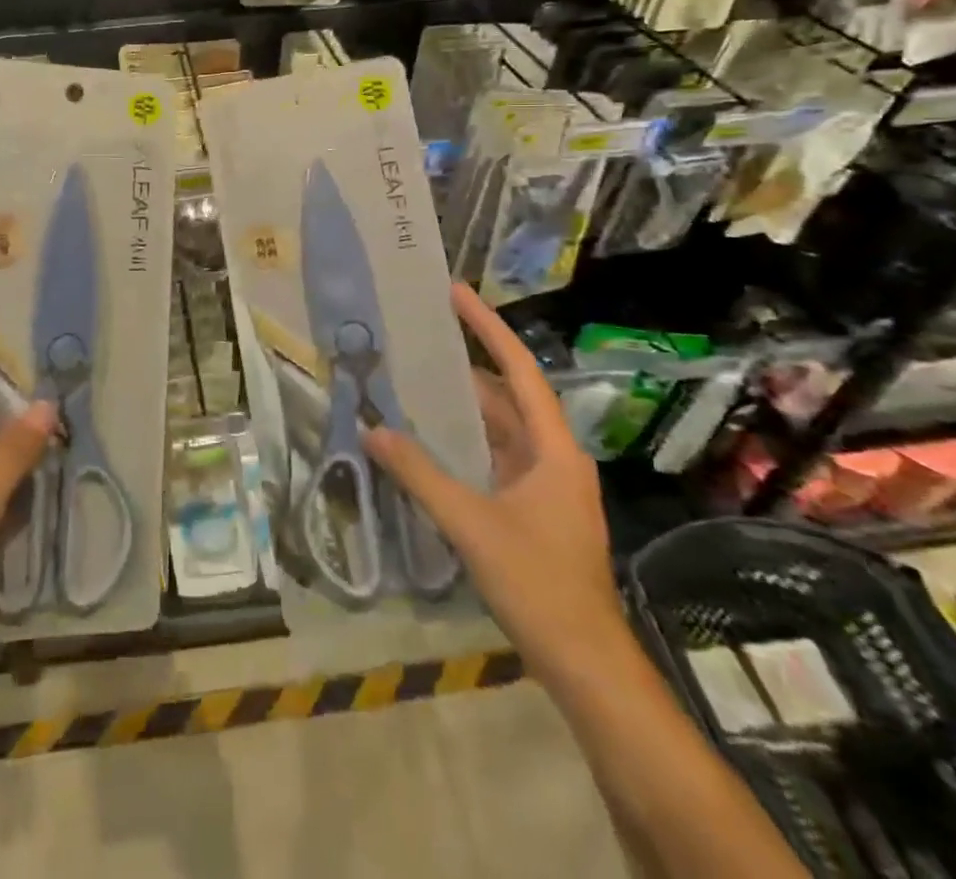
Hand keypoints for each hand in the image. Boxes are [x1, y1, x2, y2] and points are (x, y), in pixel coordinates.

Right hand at [365, 283, 624, 682]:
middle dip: (464, 364)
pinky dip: (461, 441)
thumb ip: (419, 474)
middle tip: (418, 336)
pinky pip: (491, 457)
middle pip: (505, 396)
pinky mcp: (531, 508)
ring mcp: (543, 484)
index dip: (487, 328)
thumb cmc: (538, 584)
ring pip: (496, 429)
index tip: (456, 293)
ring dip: (459, 406)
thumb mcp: (471, 524)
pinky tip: (425, 438)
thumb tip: (371, 430)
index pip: (519, 370)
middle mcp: (552, 456)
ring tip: (412, 378)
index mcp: (553, 449)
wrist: (584, 662)